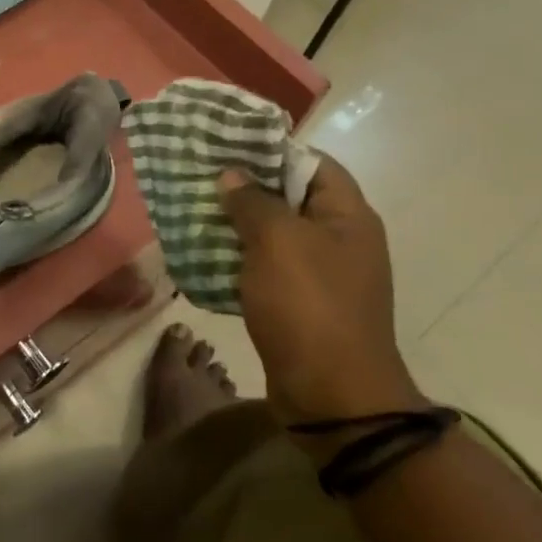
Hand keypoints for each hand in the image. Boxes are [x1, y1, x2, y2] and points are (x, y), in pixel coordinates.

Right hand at [219, 155, 421, 431]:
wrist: (332, 397)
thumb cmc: (309, 305)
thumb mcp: (277, 242)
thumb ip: (252, 202)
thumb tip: (232, 176)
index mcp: (348, 216)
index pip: (313, 163)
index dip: (272, 150)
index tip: (228, 145)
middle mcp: (339, 240)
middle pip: (290, 197)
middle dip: (245, 187)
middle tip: (201, 177)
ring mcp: (321, 274)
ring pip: (273, 234)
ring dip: (236, 224)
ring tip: (193, 211)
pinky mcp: (300, 304)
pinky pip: (265, 268)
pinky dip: (237, 259)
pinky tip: (202, 255)